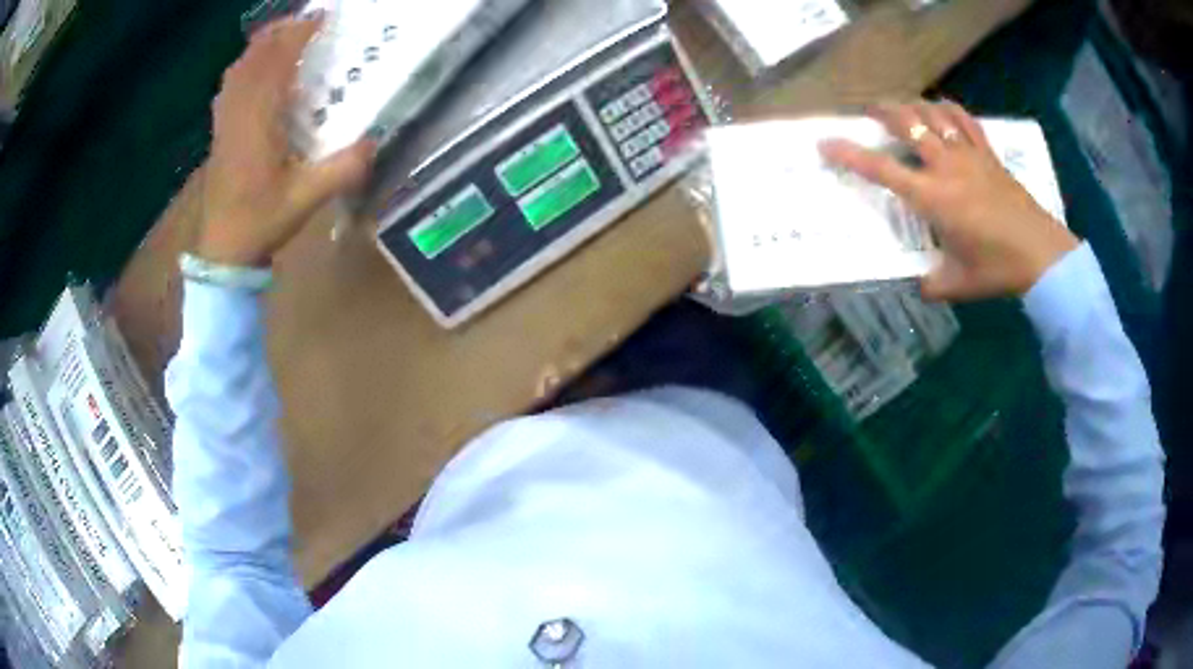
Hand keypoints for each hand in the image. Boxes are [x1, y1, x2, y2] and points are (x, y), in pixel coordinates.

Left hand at [198, 14, 376, 267]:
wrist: (222, 252)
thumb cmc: (261, 222)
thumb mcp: (307, 199)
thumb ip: (342, 169)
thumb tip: (375, 141)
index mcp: (258, 124)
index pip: (275, 65)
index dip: (297, 36)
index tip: (320, 17)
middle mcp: (238, 115)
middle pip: (253, 58)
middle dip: (279, 33)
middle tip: (306, 20)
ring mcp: (224, 124)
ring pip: (237, 70)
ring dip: (260, 47)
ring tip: (283, 36)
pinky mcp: (219, 133)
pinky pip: (228, 88)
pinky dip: (244, 68)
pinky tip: (255, 70)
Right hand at [819, 101, 1078, 300]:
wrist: (1042, 255)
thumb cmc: (998, 269)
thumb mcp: (958, 284)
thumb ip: (932, 284)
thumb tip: (917, 284)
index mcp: (933, 198)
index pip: (882, 170)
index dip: (850, 155)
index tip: (825, 143)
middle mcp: (946, 167)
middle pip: (908, 124)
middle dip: (883, 112)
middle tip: (869, 112)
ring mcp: (969, 155)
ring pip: (934, 114)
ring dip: (913, 106)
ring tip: (903, 108)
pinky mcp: (988, 154)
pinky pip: (965, 120)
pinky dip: (949, 110)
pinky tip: (942, 110)